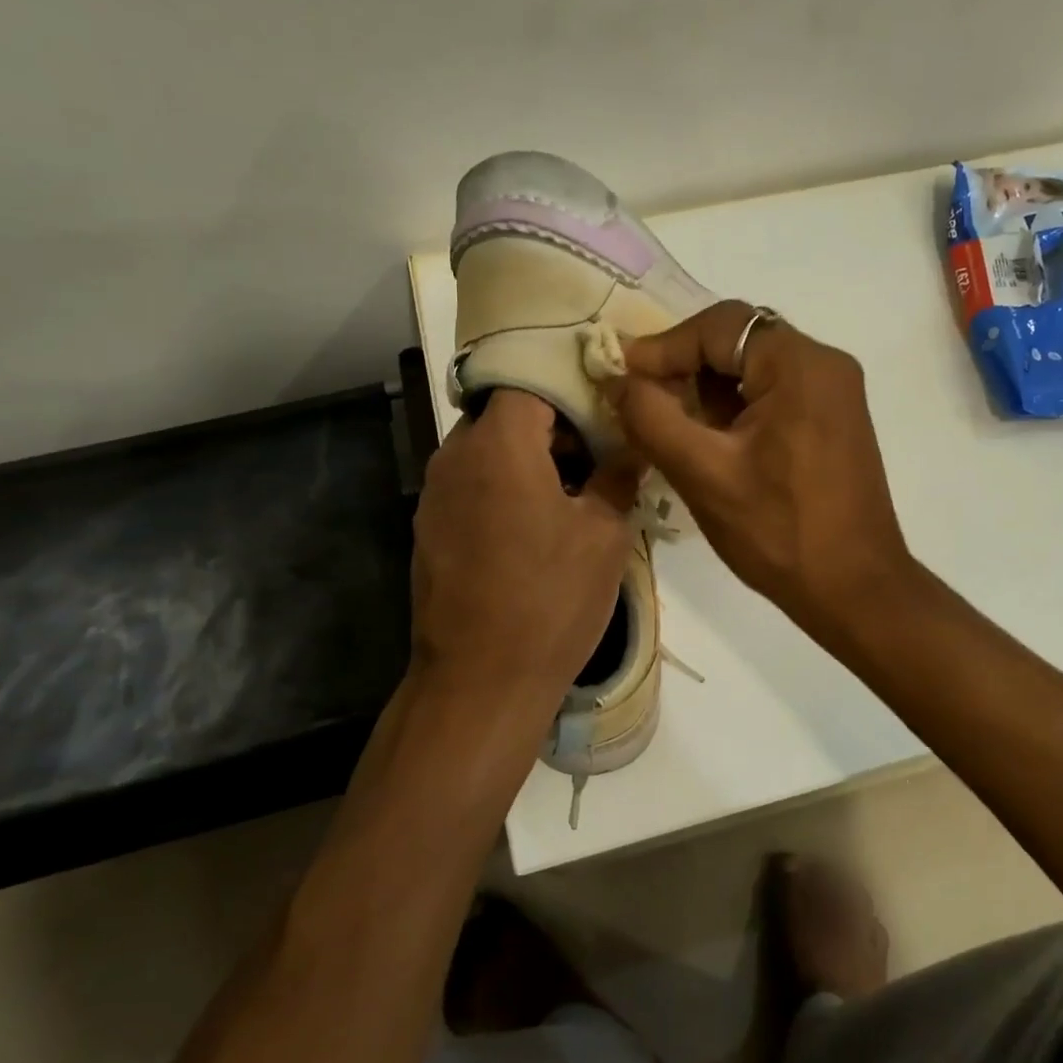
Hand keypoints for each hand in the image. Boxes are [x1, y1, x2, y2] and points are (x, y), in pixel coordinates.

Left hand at [412, 390, 639, 709]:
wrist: (480, 680)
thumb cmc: (550, 599)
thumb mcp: (604, 535)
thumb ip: (619, 475)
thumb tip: (633, 444)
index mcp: (497, 444)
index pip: (530, 381)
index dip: (571, 391)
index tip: (606, 414)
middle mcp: (454, 456)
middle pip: (505, 414)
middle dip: (553, 427)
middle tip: (598, 459)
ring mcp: (434, 495)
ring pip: (487, 451)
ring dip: (529, 460)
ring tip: (573, 497)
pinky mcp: (428, 529)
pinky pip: (471, 486)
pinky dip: (504, 489)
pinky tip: (535, 530)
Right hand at [603, 302, 913, 646]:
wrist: (854, 589)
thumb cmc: (779, 532)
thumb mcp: (704, 474)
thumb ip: (652, 418)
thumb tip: (617, 380)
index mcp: (801, 364)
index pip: (719, 326)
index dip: (663, 347)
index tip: (620, 377)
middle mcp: (825, 364)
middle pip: (738, 340)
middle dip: (684, 366)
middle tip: (640, 399)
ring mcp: (834, 392)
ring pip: (753, 367)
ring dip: (707, 388)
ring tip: (666, 422)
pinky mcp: (832, 419)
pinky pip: (773, 392)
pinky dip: (734, 406)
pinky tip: (707, 438)